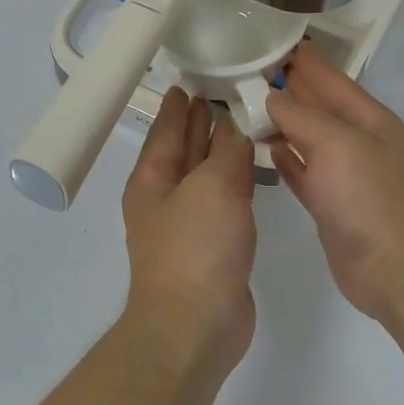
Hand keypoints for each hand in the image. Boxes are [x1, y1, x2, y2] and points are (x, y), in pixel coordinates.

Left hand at [120, 87, 257, 381]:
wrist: (196, 325)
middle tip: (224, 90)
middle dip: (200, 122)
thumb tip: (237, 127)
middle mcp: (166, 198)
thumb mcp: (212, 187)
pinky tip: (251, 170)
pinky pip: (224, 201)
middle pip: (184, 149)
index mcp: (152, 179)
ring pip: (206, 175)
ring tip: (243, 121)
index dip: (179, 104)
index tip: (191, 78)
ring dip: (221, 150)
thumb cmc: (196, 248)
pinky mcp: (213, 247)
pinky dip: (236, 181)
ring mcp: (189, 225)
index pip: (166, 129)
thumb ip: (227, 152)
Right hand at [266, 42, 403, 324]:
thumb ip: (302, 116)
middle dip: (287, 87)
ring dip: (281, 122)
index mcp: (370, 119)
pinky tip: (264, 147)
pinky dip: (285, 158)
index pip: (331, 78)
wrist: (394, 269)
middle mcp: (358, 141)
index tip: (268, 41)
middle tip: (245, 70)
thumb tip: (272, 96)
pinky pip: (302, 171)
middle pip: (318, 106)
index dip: (303, 59)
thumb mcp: (337, 144)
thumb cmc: (368, 198)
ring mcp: (345, 174)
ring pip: (307, 138)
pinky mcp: (330, 203)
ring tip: (245, 105)